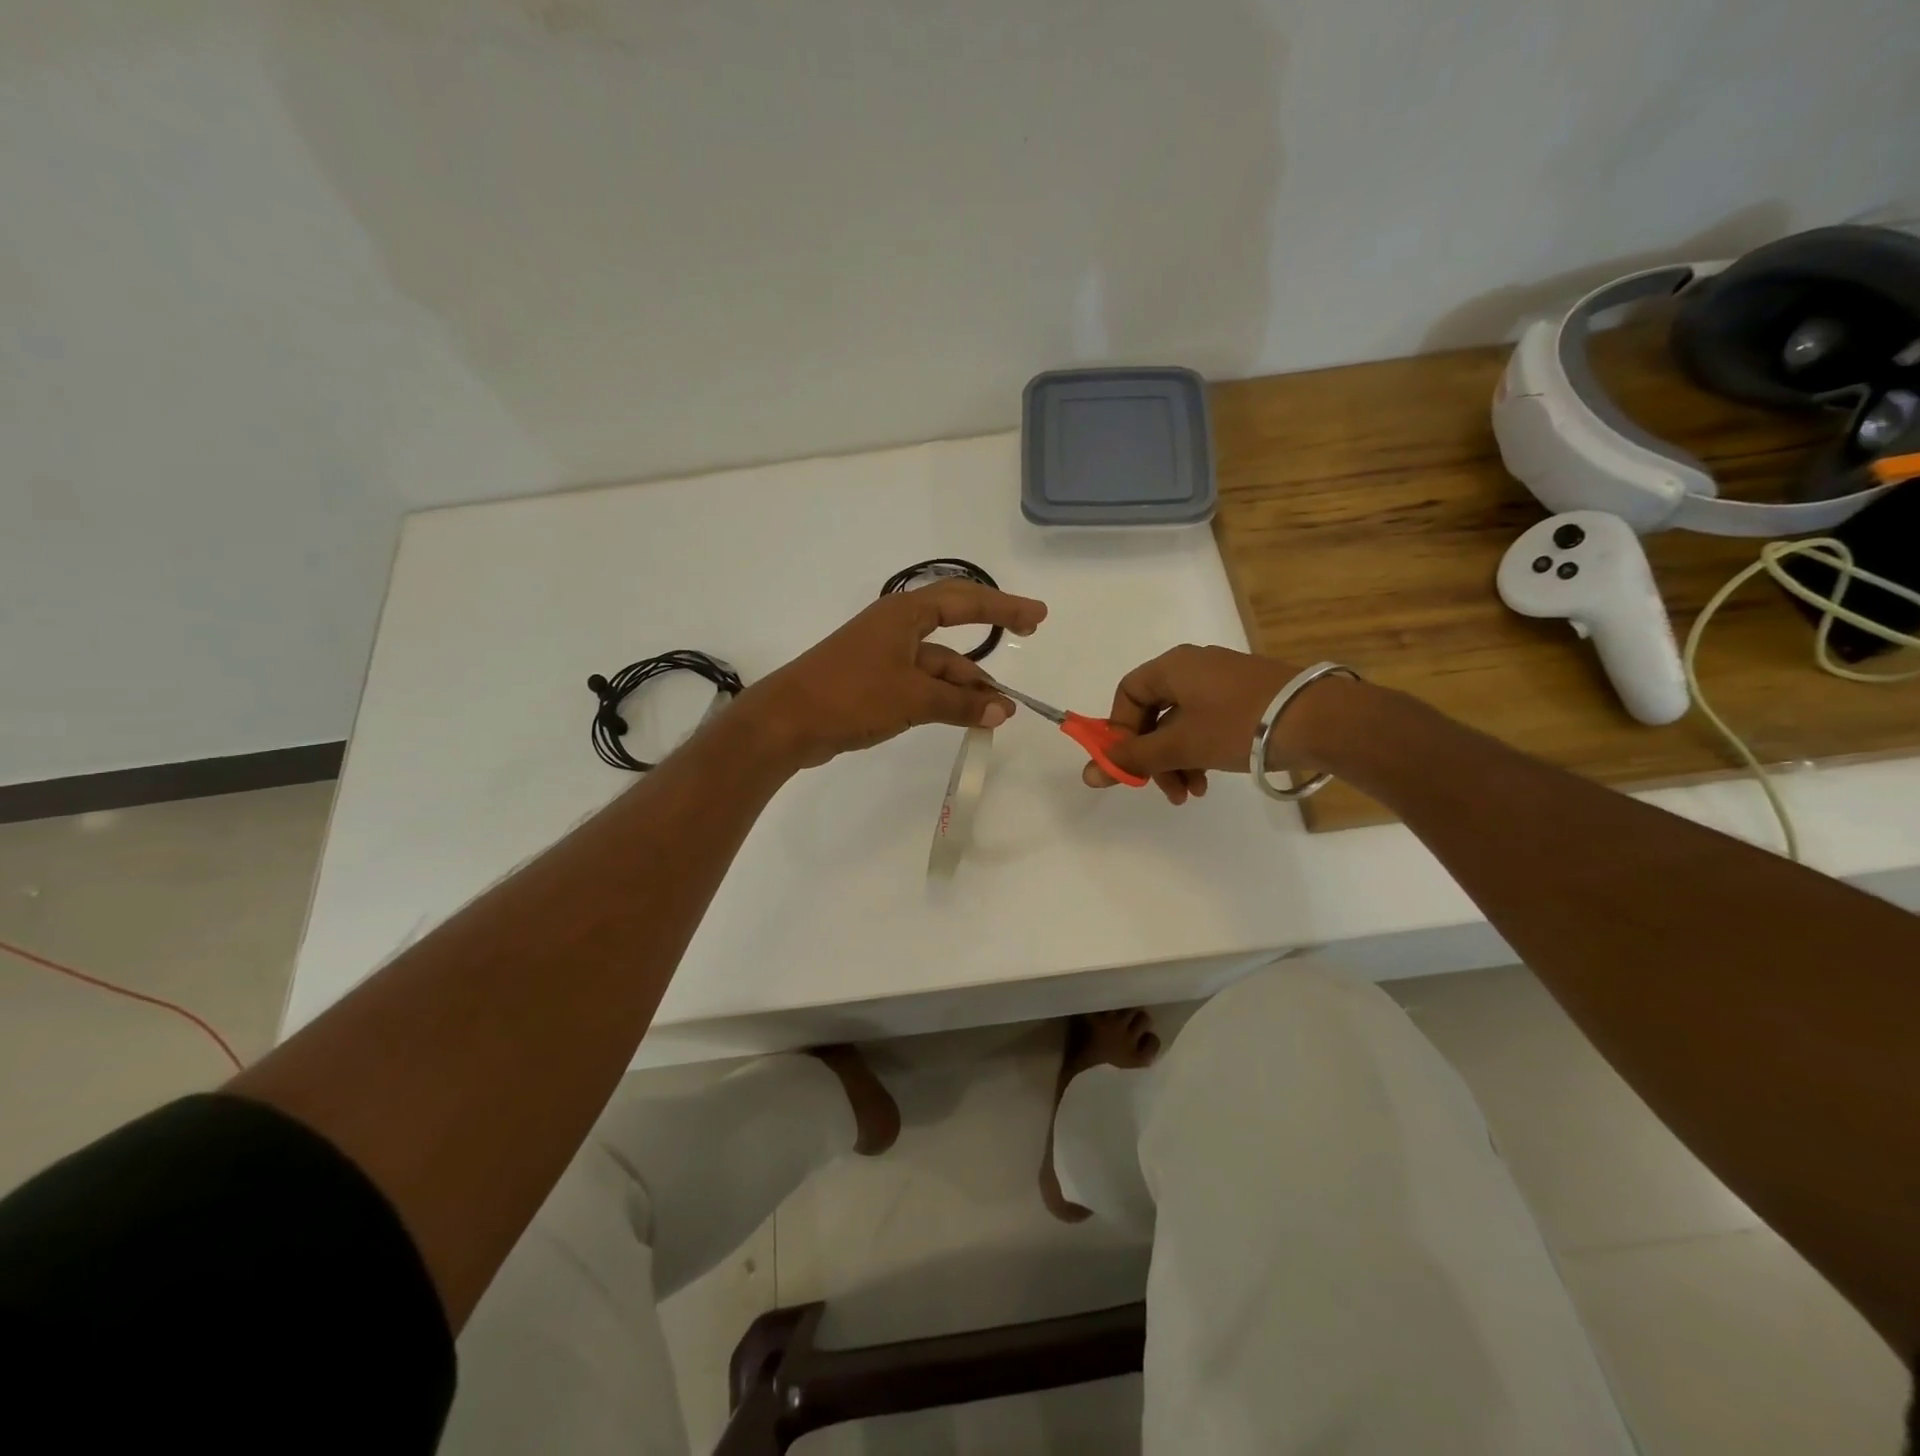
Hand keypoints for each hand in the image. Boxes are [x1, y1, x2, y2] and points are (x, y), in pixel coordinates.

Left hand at [742, 580, 1048, 769]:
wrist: (788, 722)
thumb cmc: (851, 695)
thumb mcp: (912, 697)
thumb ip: (960, 703)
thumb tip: (1002, 710)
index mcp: (904, 615)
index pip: (965, 599)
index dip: (1004, 605)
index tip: (1037, 615)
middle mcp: (897, 628)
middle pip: (955, 623)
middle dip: (991, 630)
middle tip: (1029, 631)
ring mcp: (885, 655)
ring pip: (939, 663)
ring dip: (968, 683)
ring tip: (999, 710)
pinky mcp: (876, 682)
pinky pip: (922, 683)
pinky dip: (946, 697)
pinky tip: (967, 715)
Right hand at [1081, 645, 1321, 804]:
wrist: (1319, 720)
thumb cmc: (1237, 725)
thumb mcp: (1180, 745)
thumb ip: (1133, 759)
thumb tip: (1088, 774)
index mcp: (1172, 667)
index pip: (1127, 694)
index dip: (1120, 731)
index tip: (1128, 765)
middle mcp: (1194, 667)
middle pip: (1154, 713)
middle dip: (1153, 756)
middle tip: (1162, 789)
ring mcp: (1222, 681)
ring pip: (1182, 723)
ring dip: (1178, 760)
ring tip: (1191, 793)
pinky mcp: (1247, 696)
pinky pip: (1207, 723)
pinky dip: (1201, 751)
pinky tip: (1209, 779)